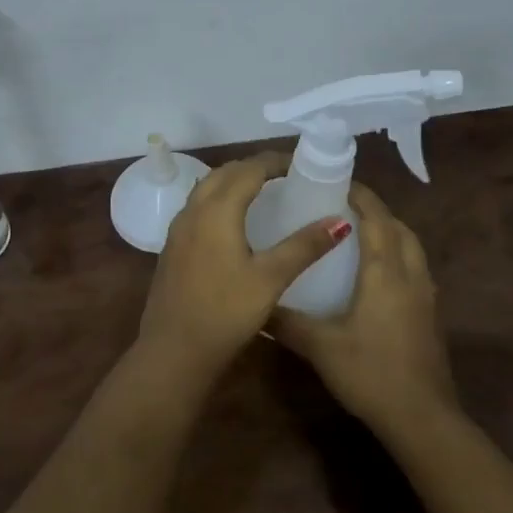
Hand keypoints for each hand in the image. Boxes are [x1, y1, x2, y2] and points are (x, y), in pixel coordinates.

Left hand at [136, 152, 347, 379]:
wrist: (173, 350)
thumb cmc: (226, 313)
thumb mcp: (271, 279)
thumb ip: (304, 247)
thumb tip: (340, 220)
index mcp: (217, 211)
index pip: (248, 169)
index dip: (274, 161)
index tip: (300, 164)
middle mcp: (193, 211)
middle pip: (224, 173)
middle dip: (253, 167)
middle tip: (285, 175)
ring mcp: (178, 229)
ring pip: (206, 188)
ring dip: (233, 181)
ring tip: (262, 192)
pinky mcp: (172, 247)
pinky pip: (197, 207)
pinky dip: (218, 199)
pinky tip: (233, 222)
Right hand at [273, 183, 455, 432]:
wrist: (422, 418)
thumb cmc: (371, 373)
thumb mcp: (320, 347)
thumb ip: (287, 322)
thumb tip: (256, 303)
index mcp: (386, 273)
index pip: (377, 219)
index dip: (361, 196)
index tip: (338, 183)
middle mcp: (411, 276)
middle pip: (399, 228)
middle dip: (376, 211)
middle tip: (344, 206)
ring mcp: (426, 297)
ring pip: (412, 248)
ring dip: (390, 232)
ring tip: (359, 233)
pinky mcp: (430, 316)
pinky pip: (415, 269)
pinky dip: (398, 256)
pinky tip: (376, 275)